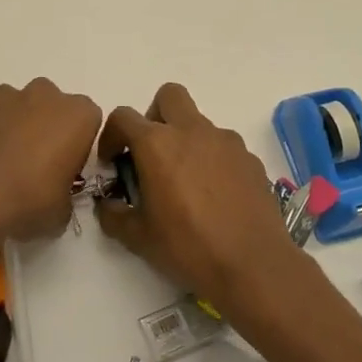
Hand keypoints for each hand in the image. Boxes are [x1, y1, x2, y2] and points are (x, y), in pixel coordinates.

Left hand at [0, 78, 101, 244]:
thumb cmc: (29, 200)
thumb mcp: (62, 211)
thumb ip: (65, 194)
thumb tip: (53, 195)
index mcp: (77, 115)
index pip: (88, 122)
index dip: (77, 145)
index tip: (65, 169)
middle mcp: (44, 95)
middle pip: (51, 107)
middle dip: (45, 128)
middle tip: (34, 165)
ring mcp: (4, 96)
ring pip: (16, 107)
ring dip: (14, 127)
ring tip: (1, 165)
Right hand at [94, 83, 300, 317]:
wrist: (253, 264)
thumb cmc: (188, 247)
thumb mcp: (138, 237)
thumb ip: (114, 215)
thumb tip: (108, 205)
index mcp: (157, 144)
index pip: (123, 117)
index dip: (111, 135)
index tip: (112, 162)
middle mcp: (192, 131)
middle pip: (168, 96)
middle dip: (154, 116)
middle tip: (151, 153)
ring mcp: (227, 142)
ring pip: (199, 123)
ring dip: (186, 140)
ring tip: (185, 183)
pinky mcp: (250, 159)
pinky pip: (224, 148)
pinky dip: (212, 161)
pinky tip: (214, 196)